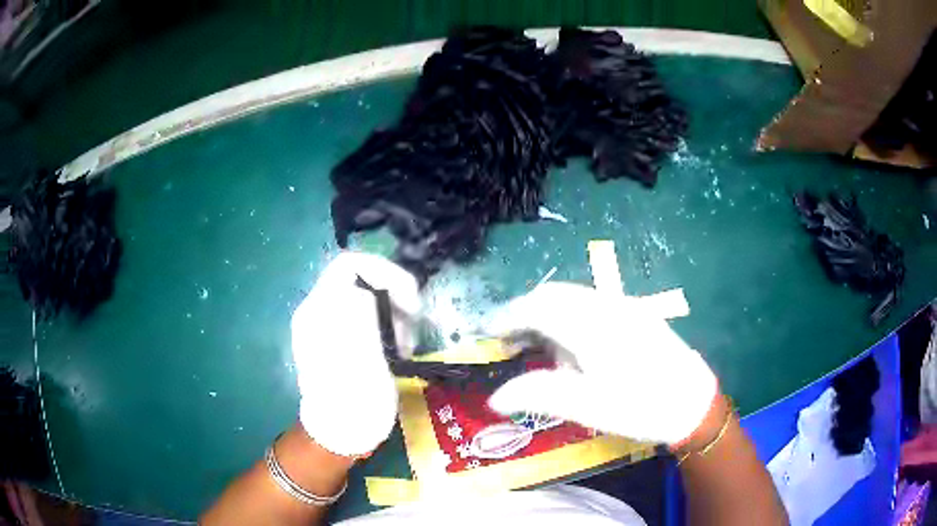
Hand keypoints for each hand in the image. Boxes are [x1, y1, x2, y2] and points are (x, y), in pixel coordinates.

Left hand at [291, 252, 420, 456]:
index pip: (350, 265)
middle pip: (360, 279)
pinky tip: (394, 349)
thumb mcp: (363, 356)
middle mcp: (318, 311)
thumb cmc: (354, 401)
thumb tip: (365, 288)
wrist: (340, 434)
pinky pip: (365, 316)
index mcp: (319, 310)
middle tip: (412, 325)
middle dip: (392, 295)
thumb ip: (361, 314)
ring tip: (404, 343)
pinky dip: (385, 325)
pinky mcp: (337, 339)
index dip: (384, 271)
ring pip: (366, 298)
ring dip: (392, 313)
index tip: (410, 297)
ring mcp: (325, 325)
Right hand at [488, 282, 717, 444]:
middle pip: (553, 295)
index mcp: (592, 325)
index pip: (538, 307)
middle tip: (506, 341)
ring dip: (547, 315)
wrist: (693, 401)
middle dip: (524, 313)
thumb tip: (495, 397)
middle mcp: (606, 305)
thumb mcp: (588, 407)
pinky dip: (569, 318)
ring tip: (537, 348)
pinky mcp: (634, 313)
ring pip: (572, 297)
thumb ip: (538, 394)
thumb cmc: (641, 407)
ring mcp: (623, 306)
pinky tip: (574, 347)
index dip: (506, 316)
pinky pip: (590, 305)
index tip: (485, 332)